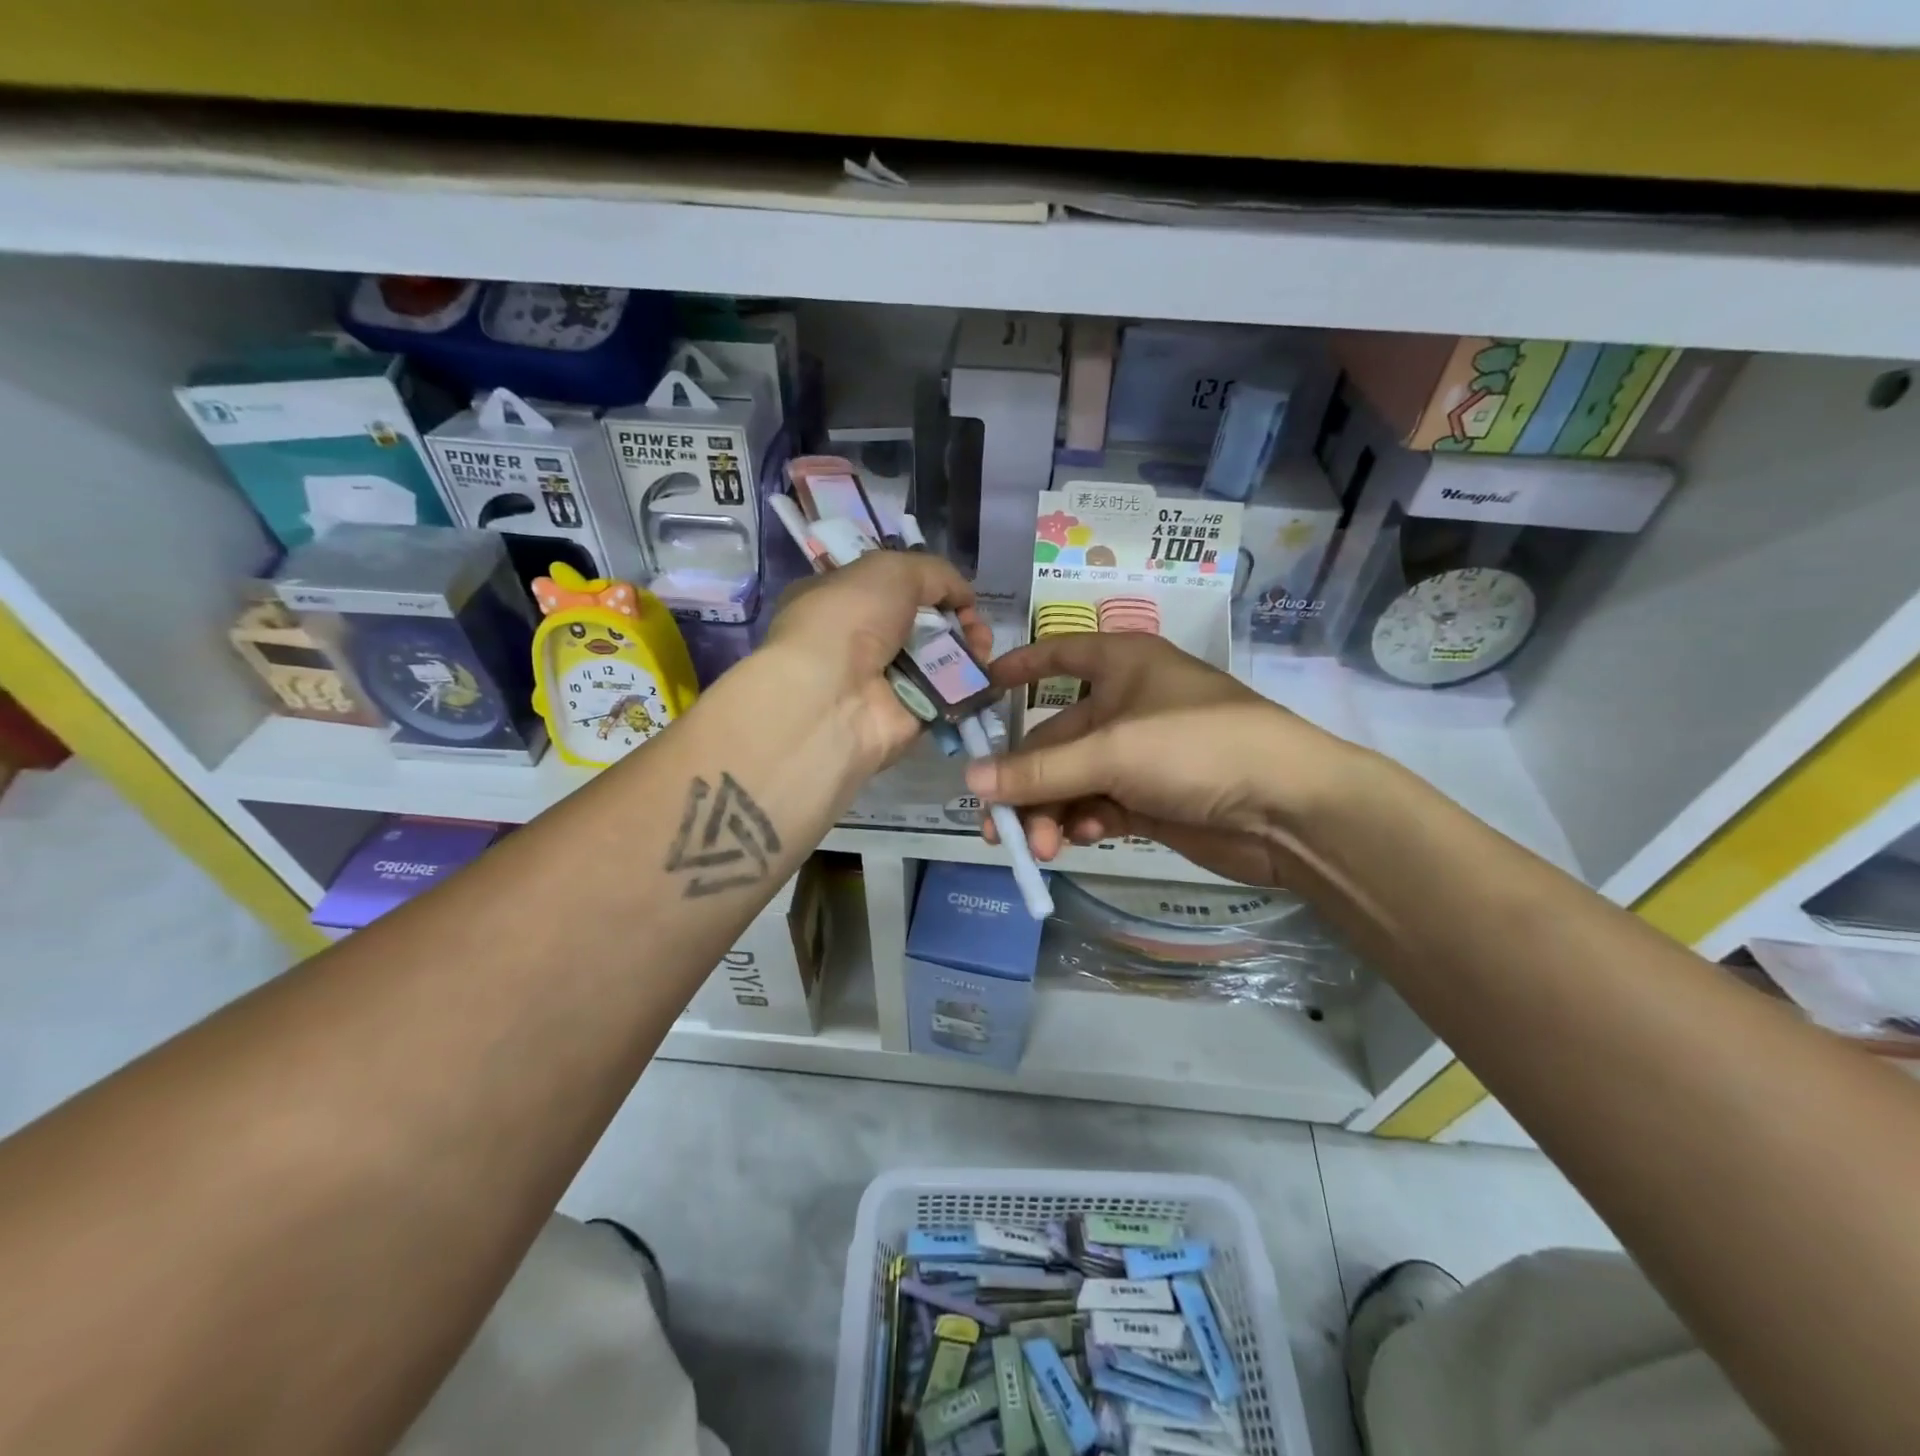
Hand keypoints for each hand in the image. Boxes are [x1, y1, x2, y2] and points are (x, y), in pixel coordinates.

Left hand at [761, 550, 990, 770]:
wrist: (834, 696)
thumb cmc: (850, 620)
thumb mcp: (891, 570)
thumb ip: (934, 574)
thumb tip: (963, 596)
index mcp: (841, 602)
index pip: (893, 591)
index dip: (931, 588)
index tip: (957, 594)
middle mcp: (860, 643)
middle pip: (924, 627)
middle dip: (958, 621)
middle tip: (975, 625)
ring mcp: (885, 683)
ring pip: (941, 661)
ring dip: (970, 650)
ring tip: (982, 647)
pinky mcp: (909, 717)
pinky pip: (949, 695)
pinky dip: (972, 684)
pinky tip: (989, 672)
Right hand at [968, 633, 1362, 886]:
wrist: (1288, 808)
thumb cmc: (1195, 747)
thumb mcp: (1111, 751)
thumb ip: (1038, 769)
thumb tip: (969, 781)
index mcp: (1121, 665)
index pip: (1058, 654)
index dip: (1017, 668)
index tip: (976, 694)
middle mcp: (1126, 704)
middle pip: (1055, 739)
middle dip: (1027, 783)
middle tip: (998, 828)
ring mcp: (1139, 755)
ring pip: (1073, 780)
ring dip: (1052, 812)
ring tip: (1042, 847)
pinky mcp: (1151, 799)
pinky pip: (1098, 806)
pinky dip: (1085, 822)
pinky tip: (1084, 839)